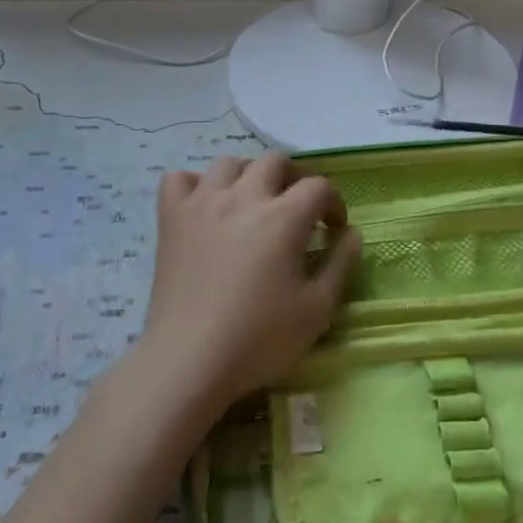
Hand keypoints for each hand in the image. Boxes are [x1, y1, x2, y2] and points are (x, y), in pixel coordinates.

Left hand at [139, 154, 361, 413]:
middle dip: (295, 179)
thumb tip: (351, 234)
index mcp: (283, 217)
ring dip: (248, 175)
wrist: (190, 360)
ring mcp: (202, 204)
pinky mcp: (171, 218)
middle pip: (274, 162)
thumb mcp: (317, 309)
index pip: (318, 186)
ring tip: (253, 202)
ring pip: (228, 163)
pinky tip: (205, 206)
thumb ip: (340, 265)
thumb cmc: (260, 339)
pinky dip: (195, 185)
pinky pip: (178, 179)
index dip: (333, 203)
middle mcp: (243, 198)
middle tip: (298, 210)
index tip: (333, 230)